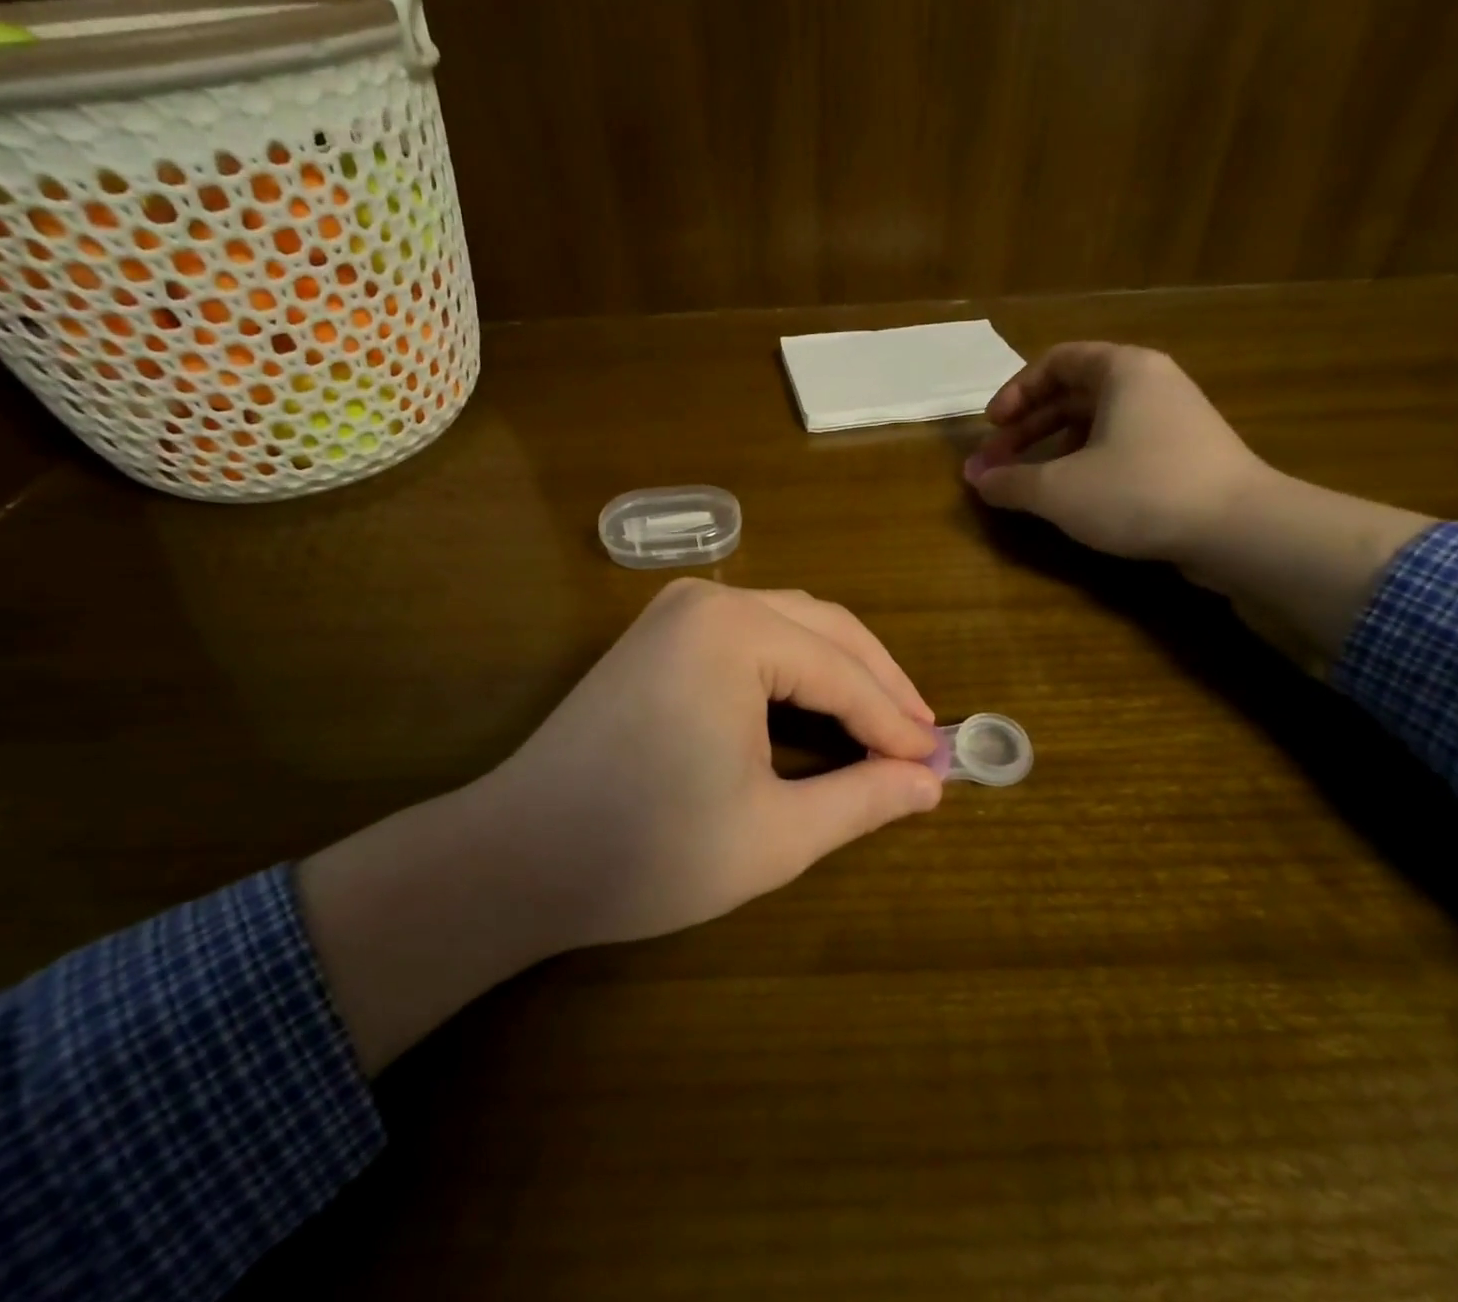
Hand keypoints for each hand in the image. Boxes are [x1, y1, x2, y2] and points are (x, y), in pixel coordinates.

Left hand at [473, 581, 942, 949]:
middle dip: (878, 683)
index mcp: (735, 632)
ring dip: (841, 669)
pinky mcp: (659, 633)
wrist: (518, 856)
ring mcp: (677, 611)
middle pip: (824, 629)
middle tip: (920, 739)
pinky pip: (751, 634)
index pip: (842, 673)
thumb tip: (930, 783)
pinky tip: (818, 704)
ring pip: (790, 624)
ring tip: (882, 723)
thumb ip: (862, 800)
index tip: (938, 763)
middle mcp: (709, 600)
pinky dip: (795, 667)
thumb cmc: (649, 851)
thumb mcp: (775, 835)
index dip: (895, 722)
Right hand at [964, 342, 1267, 569]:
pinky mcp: (1184, 458)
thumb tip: (978, 479)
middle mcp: (1150, 385)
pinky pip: (1120, 448)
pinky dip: (1085, 466)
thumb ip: (1009, 482)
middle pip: (1073, 394)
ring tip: (1027, 485)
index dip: (1016, 392)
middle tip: (995, 464)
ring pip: (1096, 424)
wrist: (1239, 531)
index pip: (1056, 362)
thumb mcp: (1058, 489)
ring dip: (1052, 451)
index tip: (991, 427)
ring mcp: (1173, 421)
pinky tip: (1072, 499)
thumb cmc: (1139, 491)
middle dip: (1027, 429)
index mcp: (1123, 371)